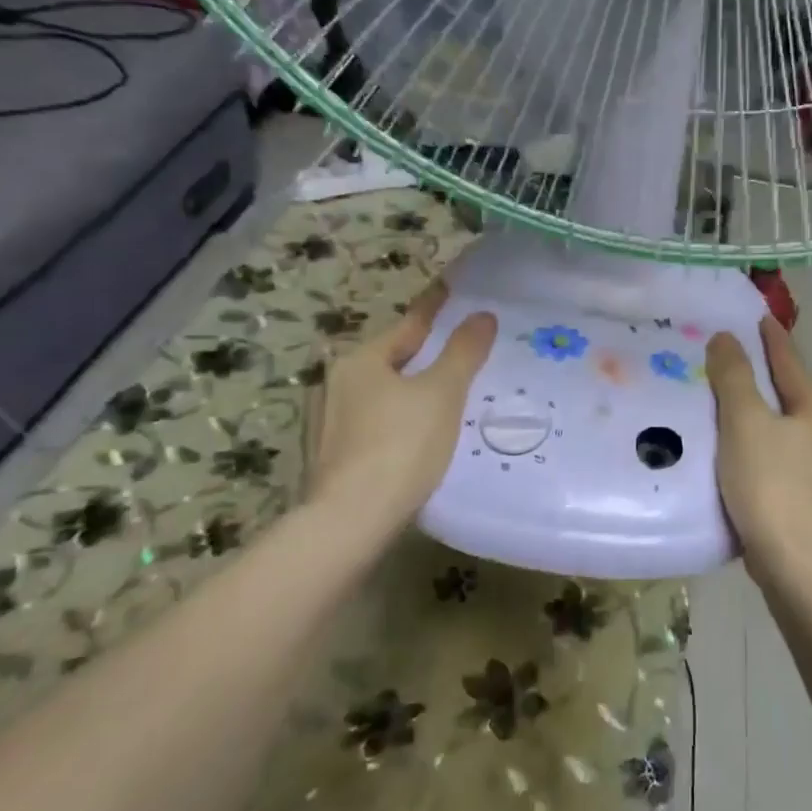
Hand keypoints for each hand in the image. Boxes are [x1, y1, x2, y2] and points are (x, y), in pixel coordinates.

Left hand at [310, 283, 496, 529]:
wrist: (351, 520)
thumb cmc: (401, 446)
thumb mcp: (442, 394)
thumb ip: (463, 352)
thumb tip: (482, 315)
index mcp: (362, 361)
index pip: (409, 324)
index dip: (435, 308)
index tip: (451, 289)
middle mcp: (337, 383)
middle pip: (392, 359)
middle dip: (423, 353)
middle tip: (458, 349)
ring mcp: (329, 422)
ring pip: (381, 393)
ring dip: (409, 389)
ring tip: (443, 395)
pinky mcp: (331, 455)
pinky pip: (374, 423)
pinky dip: (397, 419)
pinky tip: (416, 435)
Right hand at [706, 317, 811, 565]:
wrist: (794, 560)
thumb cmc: (769, 482)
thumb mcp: (745, 421)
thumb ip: (734, 377)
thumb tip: (726, 338)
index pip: (790, 363)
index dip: (772, 339)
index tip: (759, 318)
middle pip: (791, 394)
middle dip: (765, 376)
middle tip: (734, 360)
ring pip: (785, 428)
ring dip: (761, 413)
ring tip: (729, 405)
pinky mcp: (808, 500)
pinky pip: (778, 457)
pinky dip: (759, 445)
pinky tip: (739, 453)